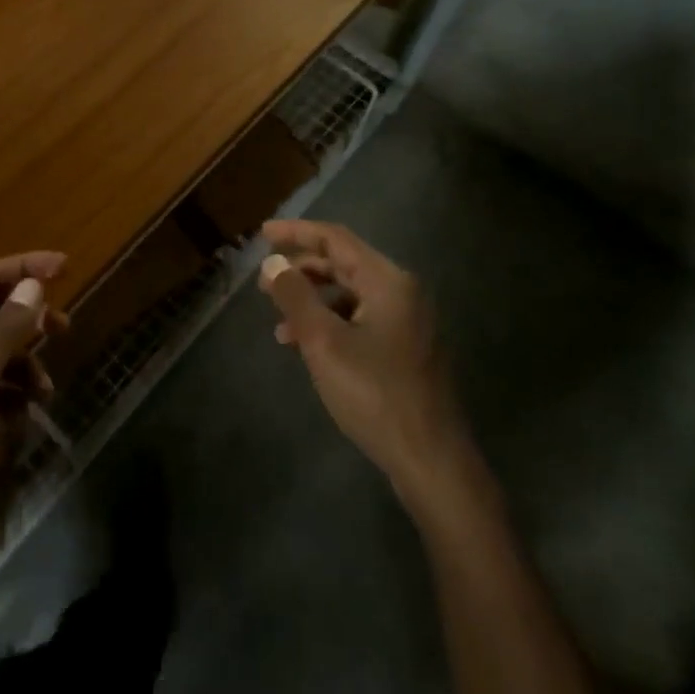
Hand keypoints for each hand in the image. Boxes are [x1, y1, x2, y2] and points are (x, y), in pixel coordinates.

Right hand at [257, 220, 461, 494]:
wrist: (431, 461)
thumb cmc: (374, 393)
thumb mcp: (323, 341)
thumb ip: (295, 296)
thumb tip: (273, 263)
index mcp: (388, 281)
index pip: (336, 239)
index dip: (297, 233)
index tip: (263, 234)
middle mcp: (402, 293)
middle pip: (344, 264)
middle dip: (302, 270)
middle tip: (265, 283)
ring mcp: (408, 323)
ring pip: (351, 295)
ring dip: (313, 301)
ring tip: (279, 323)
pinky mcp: (406, 350)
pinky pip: (361, 320)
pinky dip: (330, 324)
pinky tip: (307, 347)